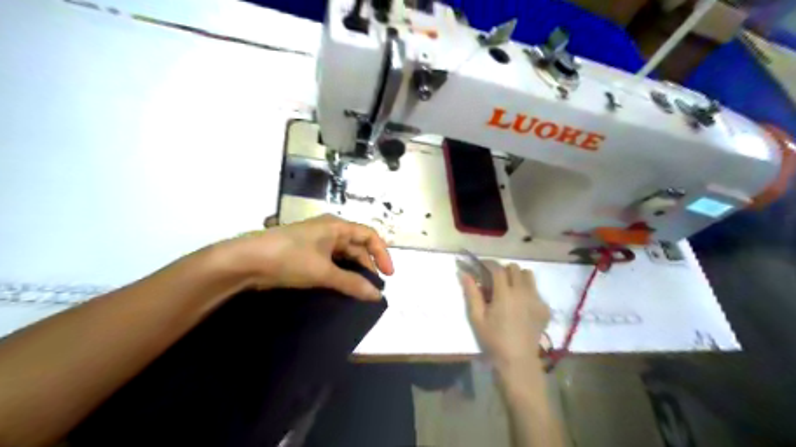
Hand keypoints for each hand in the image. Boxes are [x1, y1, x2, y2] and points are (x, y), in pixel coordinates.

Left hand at [227, 216, 394, 301]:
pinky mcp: (306, 255)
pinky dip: (340, 274)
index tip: (388, 275)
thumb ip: (352, 283)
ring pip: (344, 256)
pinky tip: (342, 288)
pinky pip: (331, 263)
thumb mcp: (323, 271)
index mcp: (336, 226)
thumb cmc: (289, 258)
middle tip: (374, 287)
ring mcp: (317, 243)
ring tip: (361, 290)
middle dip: (368, 265)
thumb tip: (377, 295)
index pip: (369, 235)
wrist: (246, 261)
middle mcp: (329, 231)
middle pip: (357, 246)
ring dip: (354, 271)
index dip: (382, 254)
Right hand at [464, 264, 550, 371]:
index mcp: (505, 294)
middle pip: (514, 268)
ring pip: (528, 275)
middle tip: (494, 281)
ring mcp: (537, 300)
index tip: (481, 266)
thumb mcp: (477, 317)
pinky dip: (527, 291)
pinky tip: (520, 306)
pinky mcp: (544, 309)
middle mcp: (523, 292)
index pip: (497, 268)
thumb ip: (471, 293)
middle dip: (503, 270)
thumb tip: (465, 274)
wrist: (517, 361)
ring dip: (517, 277)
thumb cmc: (493, 340)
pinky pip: (536, 291)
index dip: (488, 263)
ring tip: (509, 290)